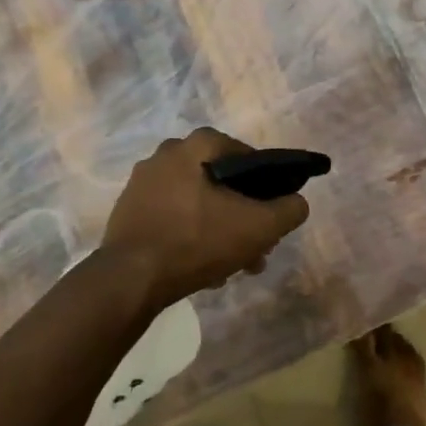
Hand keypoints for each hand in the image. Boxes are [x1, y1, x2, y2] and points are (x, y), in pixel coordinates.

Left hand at [100, 129, 309, 312]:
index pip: (245, 155)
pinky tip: (203, 267)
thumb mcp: (259, 227)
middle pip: (221, 183)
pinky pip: (173, 217)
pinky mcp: (128, 211)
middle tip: (255, 247)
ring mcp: (142, 183)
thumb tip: (298, 202)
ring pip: (198, 203)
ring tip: (233, 266)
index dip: (265, 185)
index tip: (270, 213)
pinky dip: (191, 236)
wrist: (129, 279)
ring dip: (219, 229)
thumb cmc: (197, 241)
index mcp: (196, 146)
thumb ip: (289, 210)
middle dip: (242, 215)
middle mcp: (166, 154)